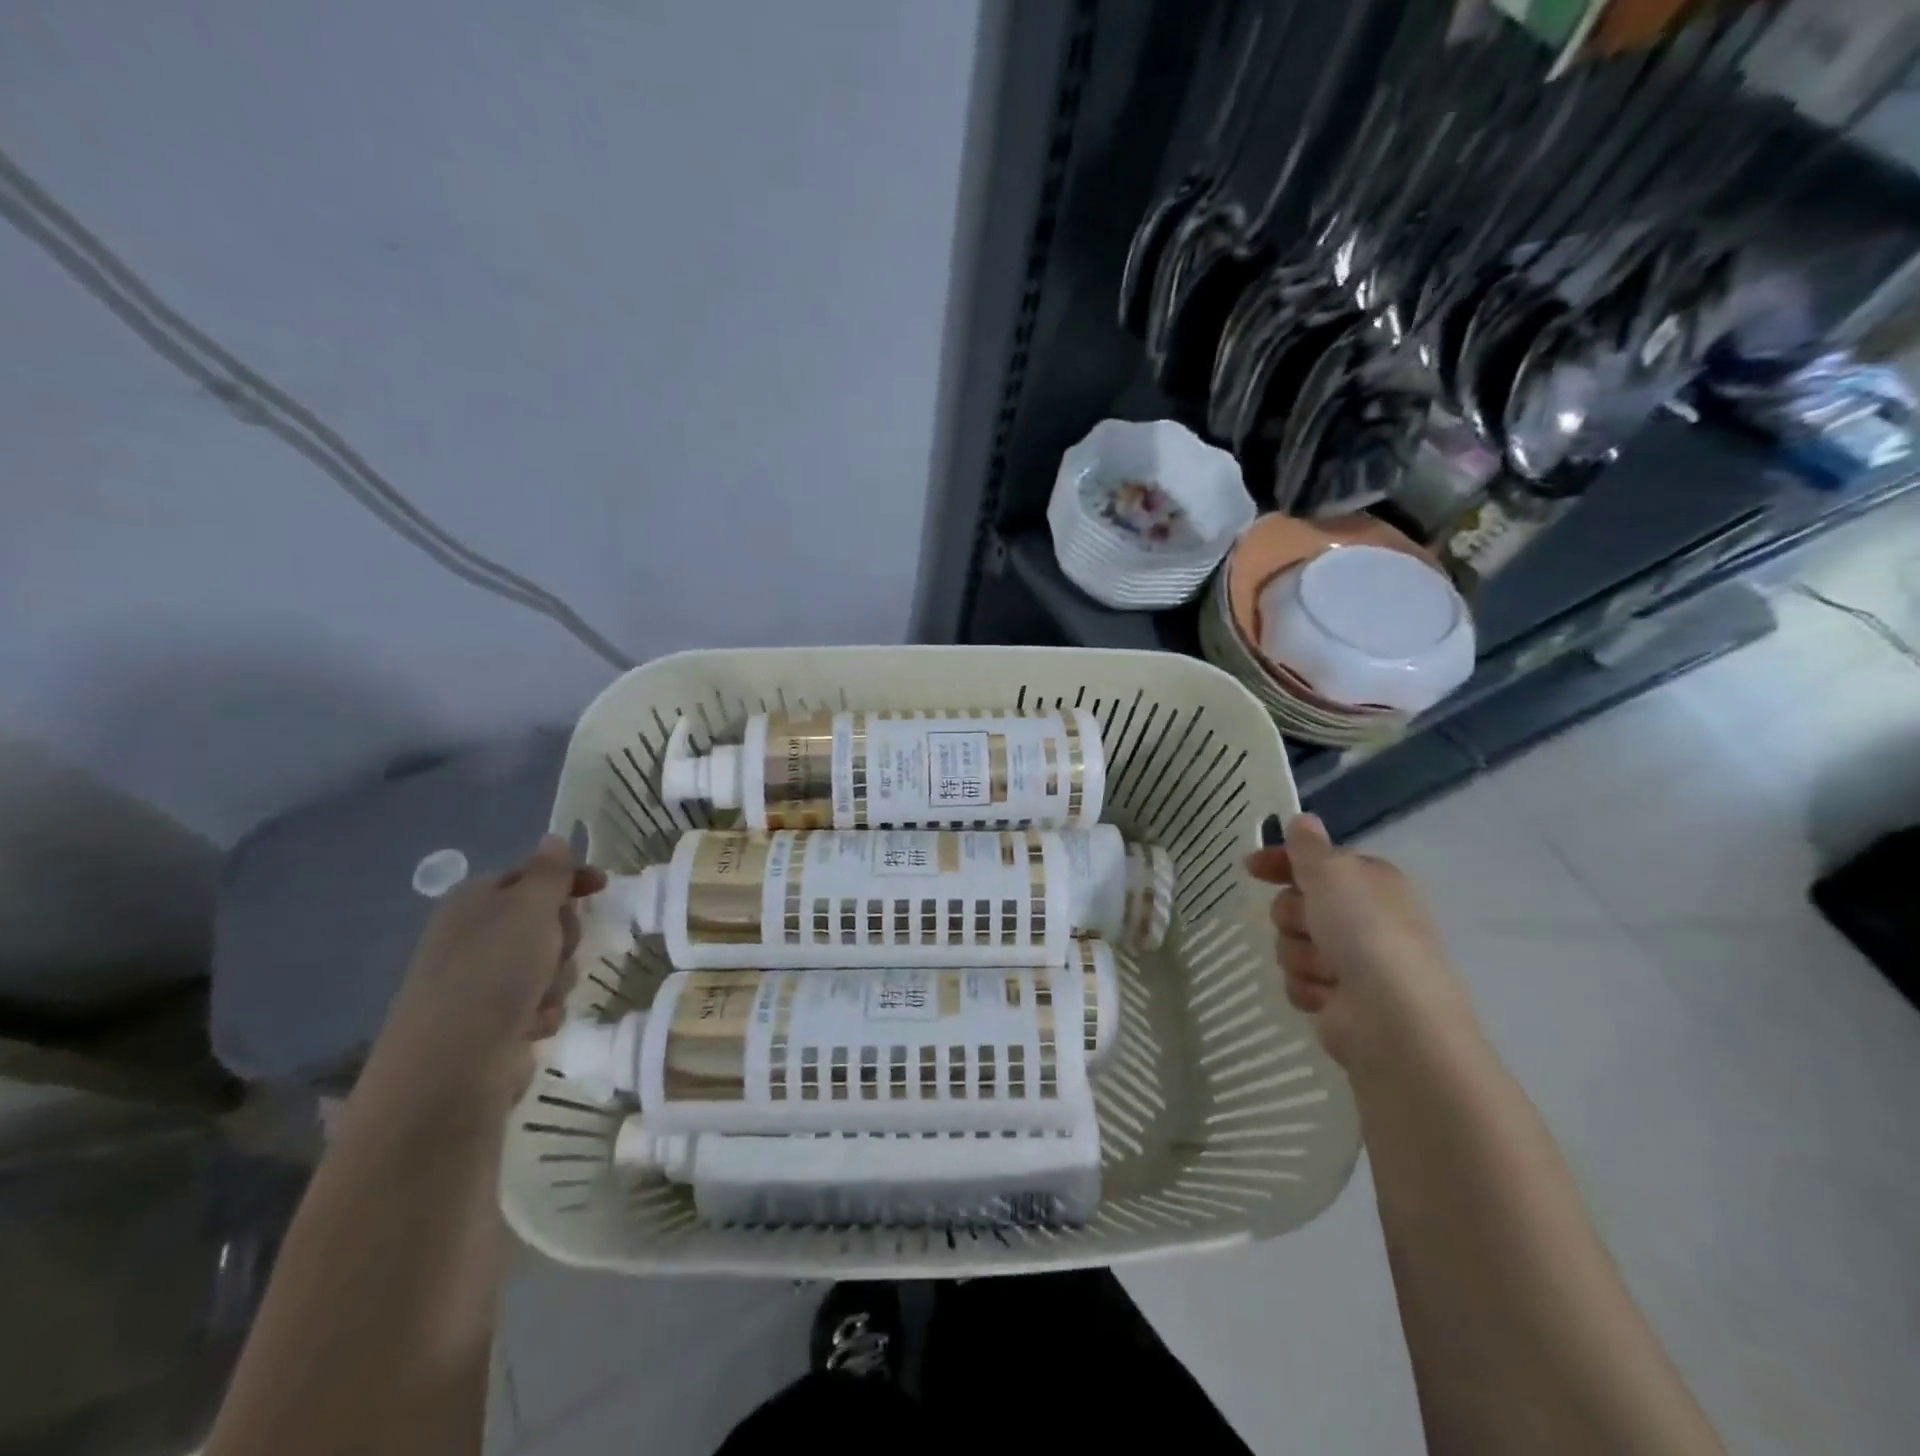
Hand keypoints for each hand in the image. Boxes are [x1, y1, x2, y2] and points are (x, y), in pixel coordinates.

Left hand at [360, 836, 606, 1117]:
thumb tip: (553, 838)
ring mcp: (481, 982)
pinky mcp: (492, 1023)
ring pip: (548, 964)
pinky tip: (533, 1026)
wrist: (451, 1068)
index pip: (532, 875)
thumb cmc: (493, 973)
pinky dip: (544, 1012)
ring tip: (542, 997)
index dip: (569, 879)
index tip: (603, 888)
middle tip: (558, 950)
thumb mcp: (530, 909)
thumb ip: (549, 873)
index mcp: (475, 901)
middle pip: (546, 920)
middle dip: (564, 937)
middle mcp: (474, 937)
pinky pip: (539, 1003)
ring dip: (557, 979)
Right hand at [1245, 813, 1472, 1070]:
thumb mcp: (1332, 872)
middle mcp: (1364, 918)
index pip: (1317, 861)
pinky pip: (1298, 982)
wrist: (1392, 1017)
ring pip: (1292, 944)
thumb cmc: (1364, 931)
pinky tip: (1327, 997)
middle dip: (1293, 916)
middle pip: (1297, 904)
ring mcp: (1353, 962)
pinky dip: (1307, 987)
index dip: (1283, 862)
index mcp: (1371, 882)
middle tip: (1309, 925)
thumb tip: (1302, 819)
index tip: (1251, 867)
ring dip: (1300, 954)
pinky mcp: (1339, 1000)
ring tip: (1327, 970)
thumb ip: (1309, 846)